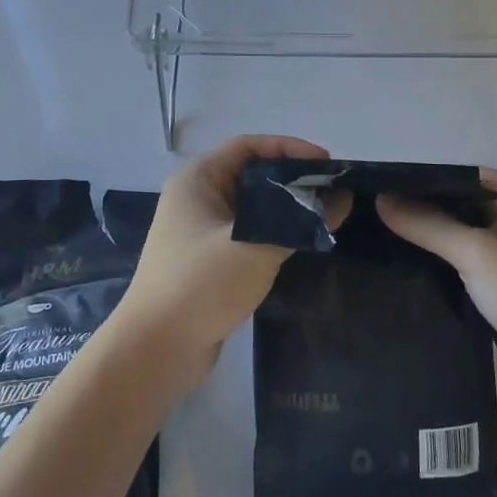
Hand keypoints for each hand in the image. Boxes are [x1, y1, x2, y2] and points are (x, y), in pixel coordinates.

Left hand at [114, 135, 332, 390]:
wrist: (155, 351)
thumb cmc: (200, 285)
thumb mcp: (255, 247)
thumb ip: (300, 223)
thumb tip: (341, 200)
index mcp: (198, 179)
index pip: (249, 146)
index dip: (290, 148)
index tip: (327, 163)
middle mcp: (197, 198)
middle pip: (252, 174)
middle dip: (293, 179)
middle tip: (333, 191)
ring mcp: (201, 230)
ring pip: (253, 207)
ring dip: (286, 209)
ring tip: (325, 216)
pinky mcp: (210, 260)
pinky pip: (249, 233)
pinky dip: (274, 233)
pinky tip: (302, 244)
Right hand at [377, 170, 496, 397]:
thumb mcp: (476, 252)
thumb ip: (426, 224)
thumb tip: (380, 200)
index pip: (464, 177)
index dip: (425, 182)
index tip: (383, 189)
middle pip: (460, 206)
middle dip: (423, 212)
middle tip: (375, 215)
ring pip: (460, 237)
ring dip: (429, 241)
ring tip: (380, 238)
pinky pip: (465, 264)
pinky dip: (441, 265)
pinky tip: (404, 267)